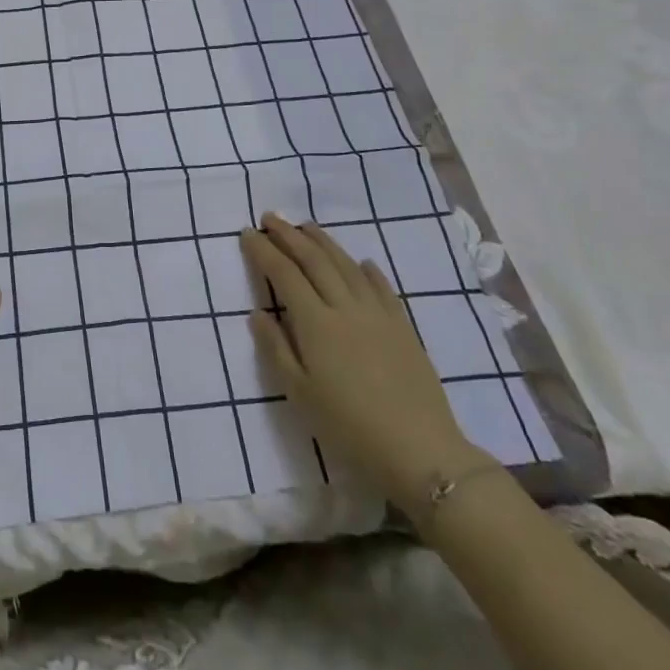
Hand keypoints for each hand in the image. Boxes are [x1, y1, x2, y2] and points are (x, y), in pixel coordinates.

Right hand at [242, 214, 483, 512]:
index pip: (284, 274)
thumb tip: (257, 313)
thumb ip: (276, 349)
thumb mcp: (300, 394)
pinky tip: (363, 262)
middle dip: (290, 235)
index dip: (264, 251)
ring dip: (325, 242)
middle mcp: (345, 308)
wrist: (421, 452)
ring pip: (347, 266)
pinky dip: (369, 270)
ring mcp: (378, 315)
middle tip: (271, 217)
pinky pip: (383, 288)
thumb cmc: (349, 428)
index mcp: (316, 323)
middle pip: (314, 261)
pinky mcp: (404, 328)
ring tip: (307, 226)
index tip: (248, 233)